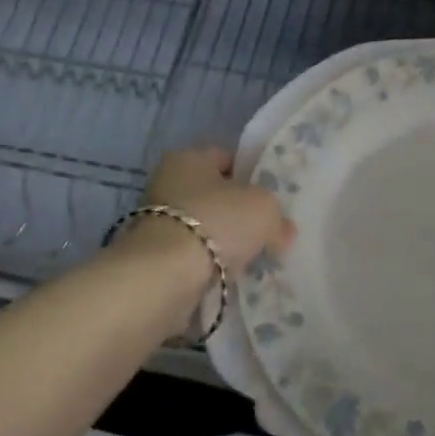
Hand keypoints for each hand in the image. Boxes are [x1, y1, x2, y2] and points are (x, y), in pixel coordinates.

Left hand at [125, 147, 294, 281]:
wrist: (164, 277)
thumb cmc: (217, 221)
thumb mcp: (264, 208)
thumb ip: (277, 216)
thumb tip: (282, 231)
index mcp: (189, 157)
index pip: (228, 158)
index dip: (253, 175)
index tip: (273, 197)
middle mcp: (166, 183)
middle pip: (214, 195)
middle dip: (238, 213)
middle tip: (266, 230)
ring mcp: (155, 223)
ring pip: (204, 229)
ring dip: (224, 243)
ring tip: (251, 259)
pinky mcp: (152, 260)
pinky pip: (192, 258)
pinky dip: (209, 267)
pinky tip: (229, 278)